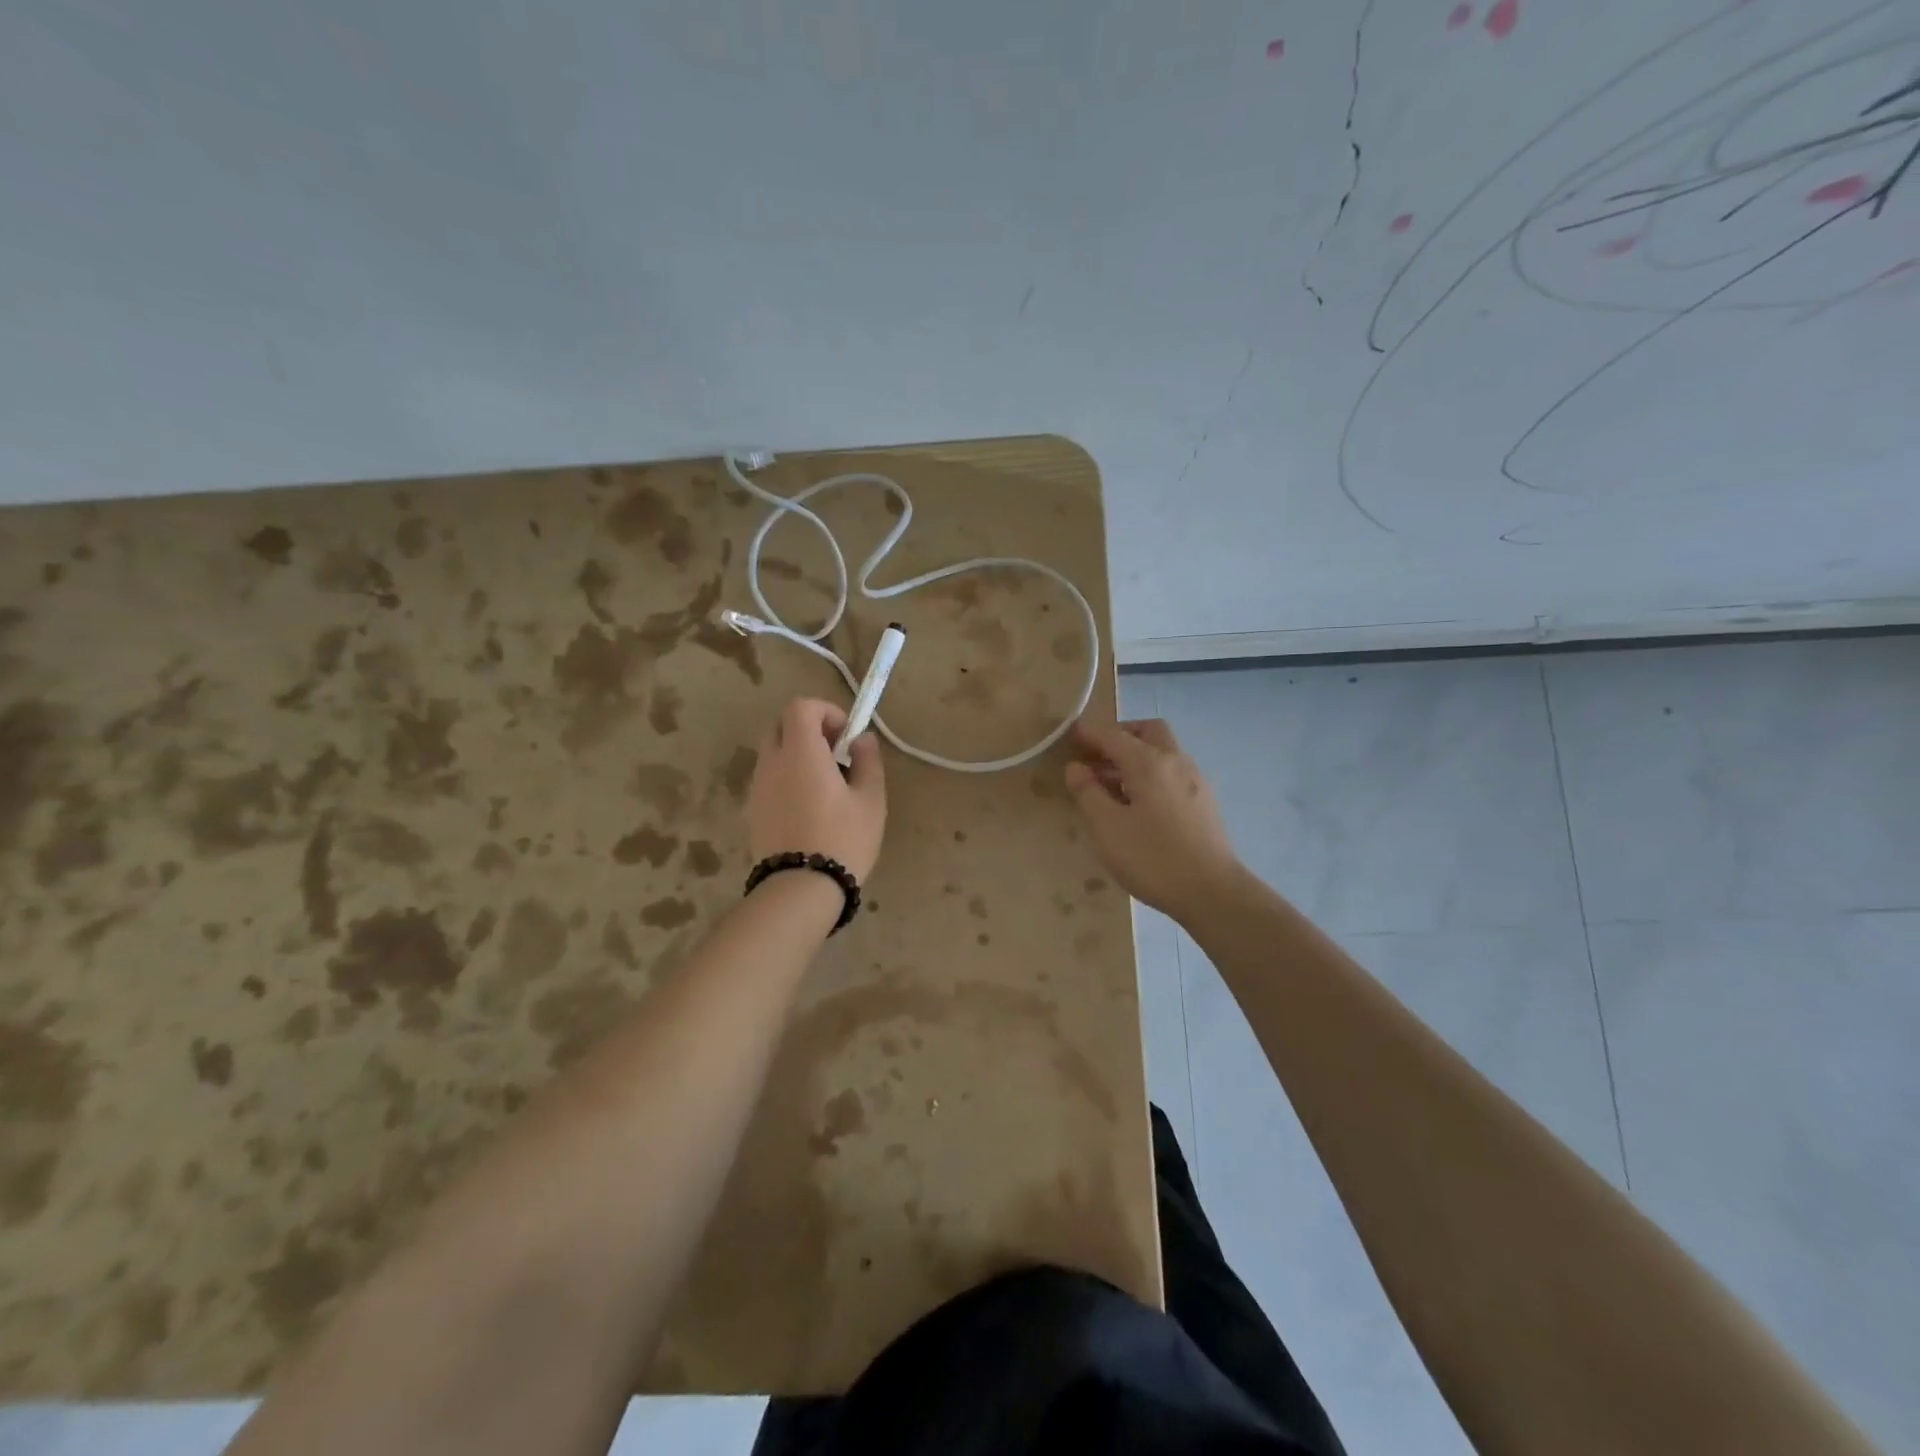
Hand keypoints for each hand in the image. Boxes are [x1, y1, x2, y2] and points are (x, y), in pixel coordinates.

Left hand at [748, 698, 886, 881]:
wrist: (800, 889)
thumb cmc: (843, 839)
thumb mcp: (870, 800)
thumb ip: (868, 761)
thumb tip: (861, 739)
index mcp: (801, 752)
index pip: (801, 707)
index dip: (826, 711)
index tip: (846, 736)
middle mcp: (772, 762)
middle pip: (782, 726)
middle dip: (810, 730)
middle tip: (837, 756)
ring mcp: (758, 787)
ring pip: (774, 753)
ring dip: (798, 755)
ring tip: (826, 786)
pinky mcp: (753, 810)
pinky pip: (769, 778)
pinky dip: (787, 777)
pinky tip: (809, 807)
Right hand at [1064, 718, 1240, 920]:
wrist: (1212, 892)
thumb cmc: (1152, 858)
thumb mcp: (1107, 827)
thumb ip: (1088, 792)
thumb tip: (1076, 767)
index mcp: (1149, 762)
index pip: (1113, 735)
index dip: (1089, 733)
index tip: (1069, 734)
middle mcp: (1175, 761)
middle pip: (1147, 732)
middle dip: (1120, 736)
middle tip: (1096, 757)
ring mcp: (1194, 781)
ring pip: (1162, 752)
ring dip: (1135, 757)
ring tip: (1110, 785)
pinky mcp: (1203, 802)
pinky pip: (1171, 773)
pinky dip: (1150, 775)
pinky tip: (1138, 804)